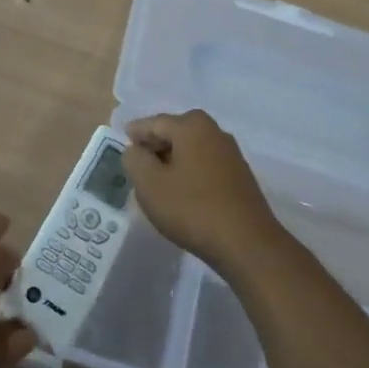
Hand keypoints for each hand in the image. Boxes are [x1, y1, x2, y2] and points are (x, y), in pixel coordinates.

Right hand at [123, 110, 283, 272]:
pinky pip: (205, 166)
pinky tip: (181, 194)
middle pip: (174, 133)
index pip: (154, 123)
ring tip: (155, 182)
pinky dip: (189, 173)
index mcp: (192, 125)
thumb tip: (135, 150)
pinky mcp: (240, 176)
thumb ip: (134, 160)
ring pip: (190, 150)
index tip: (121, 143)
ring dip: (172, 162)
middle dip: (154, 147)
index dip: (135, 134)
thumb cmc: (192, 208)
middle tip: (135, 165)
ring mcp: (231, 154)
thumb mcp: (150, 184)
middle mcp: (214, 131)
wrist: (247, 244)